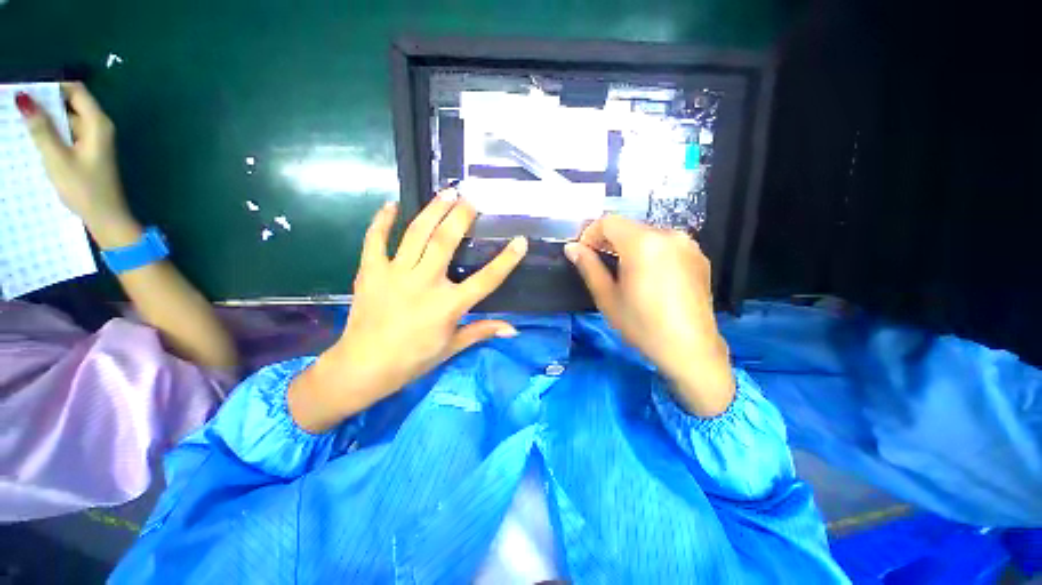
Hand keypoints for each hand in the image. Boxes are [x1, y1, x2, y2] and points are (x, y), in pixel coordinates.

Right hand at [16, 83, 138, 247]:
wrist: (106, 217)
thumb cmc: (83, 188)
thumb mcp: (57, 157)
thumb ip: (41, 128)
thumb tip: (24, 98)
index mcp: (98, 123)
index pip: (75, 90)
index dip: (52, 86)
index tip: (26, 87)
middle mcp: (99, 127)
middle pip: (70, 103)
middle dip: (45, 102)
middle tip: (16, 104)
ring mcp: (95, 140)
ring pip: (67, 120)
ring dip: (47, 119)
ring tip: (19, 119)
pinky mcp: (88, 152)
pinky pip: (68, 134)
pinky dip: (52, 133)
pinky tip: (33, 137)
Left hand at [288, 190, 528, 431]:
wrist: (363, 367)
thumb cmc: (413, 359)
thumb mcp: (452, 347)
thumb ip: (482, 331)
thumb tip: (513, 329)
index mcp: (448, 306)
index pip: (486, 280)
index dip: (506, 260)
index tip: (520, 241)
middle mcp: (424, 284)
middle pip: (445, 242)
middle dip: (461, 217)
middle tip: (471, 199)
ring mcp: (395, 274)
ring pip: (416, 234)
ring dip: (432, 210)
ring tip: (446, 192)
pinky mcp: (371, 272)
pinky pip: (375, 239)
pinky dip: (382, 220)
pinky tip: (392, 204)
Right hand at [565, 217, 734, 416]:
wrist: (691, 350)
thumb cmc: (642, 325)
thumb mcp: (607, 297)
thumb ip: (588, 267)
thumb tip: (571, 248)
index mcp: (643, 243)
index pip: (608, 222)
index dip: (590, 234)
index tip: (584, 254)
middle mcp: (669, 235)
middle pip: (629, 227)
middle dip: (609, 241)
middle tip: (599, 264)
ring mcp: (688, 244)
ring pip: (647, 234)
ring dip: (629, 246)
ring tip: (624, 272)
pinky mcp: (699, 256)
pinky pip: (666, 245)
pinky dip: (650, 252)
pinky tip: (648, 277)